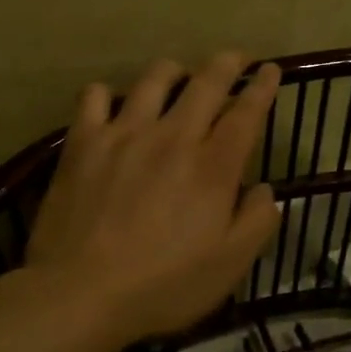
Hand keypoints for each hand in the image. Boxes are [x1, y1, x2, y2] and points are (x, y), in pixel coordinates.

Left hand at [25, 52, 282, 344]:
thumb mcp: (229, 267)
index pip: (246, 113)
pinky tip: (112, 105)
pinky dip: (107, 94)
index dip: (262, 87)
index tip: (271, 70)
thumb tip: (265, 190)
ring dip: (173, 70)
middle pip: (206, 82)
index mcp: (213, 167)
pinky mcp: (83, 142)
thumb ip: (257, 222)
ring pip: (154, 78)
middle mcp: (173, 137)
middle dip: (227, 63)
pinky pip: (94, 96)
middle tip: (236, 58)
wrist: (80, 292)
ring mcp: (124, 133)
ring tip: (178, 75)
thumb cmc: (163, 286)